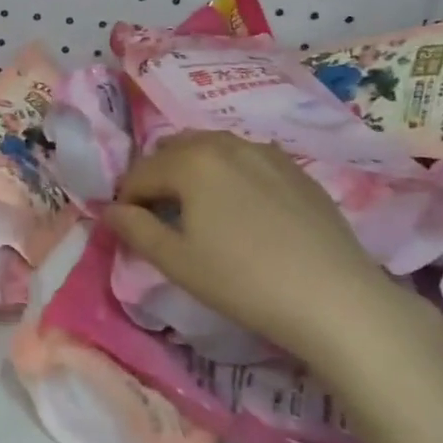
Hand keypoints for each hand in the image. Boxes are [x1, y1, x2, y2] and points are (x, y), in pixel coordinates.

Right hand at [103, 131, 428, 371]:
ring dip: (192, 171)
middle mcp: (225, 143)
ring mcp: (265, 152)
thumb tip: (108, 210)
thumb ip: (135, 230)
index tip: (128, 228)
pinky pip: (246, 158)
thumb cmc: (243, 281)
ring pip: (212, 148)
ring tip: (198, 209)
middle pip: (174, 150)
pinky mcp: (295, 169)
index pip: (140, 173)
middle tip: (160, 216)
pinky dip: (228, 173)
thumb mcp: (177, 262)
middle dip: (157, 177)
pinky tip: (241, 209)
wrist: (334, 299)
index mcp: (191, 161)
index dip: (125, 200)